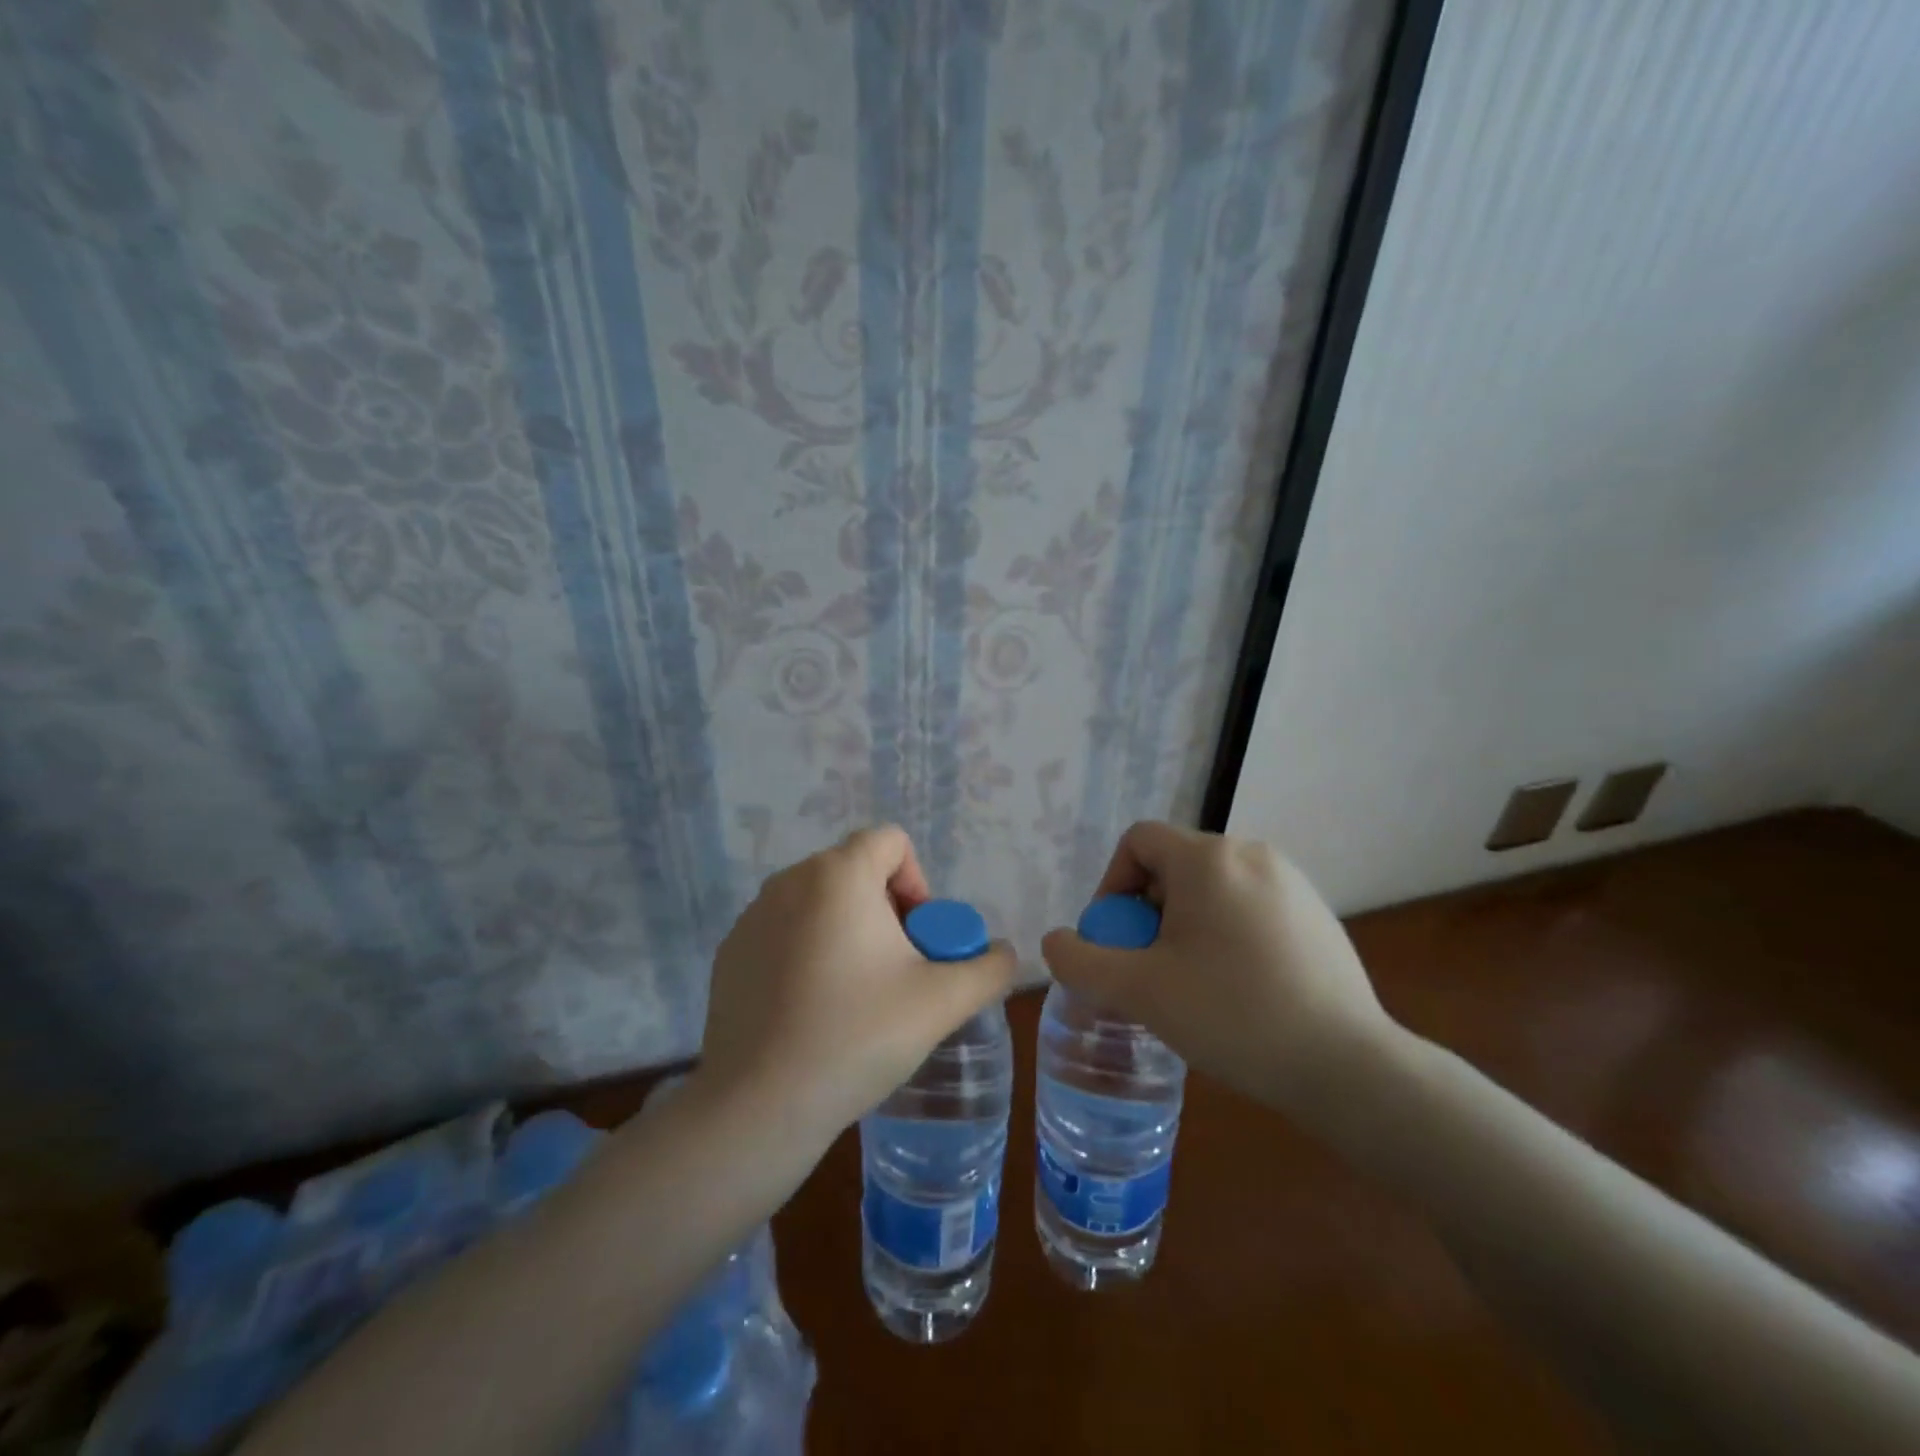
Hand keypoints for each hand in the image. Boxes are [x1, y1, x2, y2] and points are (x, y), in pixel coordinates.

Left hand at [695, 826, 1016, 1145]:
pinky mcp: (729, 952)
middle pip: (856, 872)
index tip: (919, 939)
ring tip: (856, 996)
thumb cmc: (857, 1036)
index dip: (918, 882)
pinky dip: (807, 953)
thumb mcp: (943, 1002)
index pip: (891, 841)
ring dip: (848, 932)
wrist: (759, 1106)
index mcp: (839, 874)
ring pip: (819, 903)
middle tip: (897, 973)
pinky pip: (785, 932)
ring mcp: (753, 916)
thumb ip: (989, 968)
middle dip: (887, 912)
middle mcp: (790, 880)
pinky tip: (813, 1011)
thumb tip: (1003, 954)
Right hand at [1040, 822, 1399, 1118]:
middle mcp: (1251, 853)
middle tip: (1148, 970)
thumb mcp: (1139, 992)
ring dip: (1184, 926)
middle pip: (1174, 866)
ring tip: (1189, 984)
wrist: (1348, 1067)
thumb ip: (1081, 962)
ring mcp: (1291, 882)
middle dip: (1147, 913)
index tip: (1115, 940)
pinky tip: (1238, 990)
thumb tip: (1056, 942)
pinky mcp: (1317, 914)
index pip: (1138, 842)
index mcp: (1208, 858)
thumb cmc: (1233, 1016)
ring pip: (1212, 889)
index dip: (1111, 885)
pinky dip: (1226, 934)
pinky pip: (1249, 907)